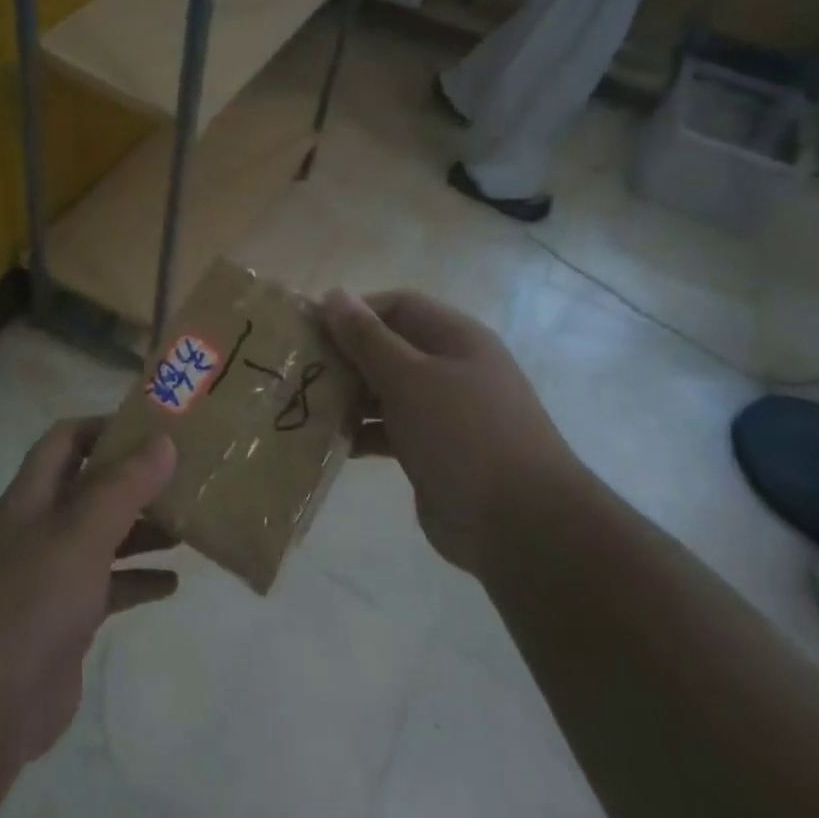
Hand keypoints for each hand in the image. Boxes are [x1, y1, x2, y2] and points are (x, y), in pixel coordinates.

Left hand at [0, 420, 178, 766]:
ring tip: (190, 525)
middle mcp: (40, 529)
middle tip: (187, 476)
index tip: (156, 428)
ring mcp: (51, 577)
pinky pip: (109, 588)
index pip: (66, 440)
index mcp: (33, 497)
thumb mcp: (80, 532)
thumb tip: (163, 440)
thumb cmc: (31, 600)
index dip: (105, 426)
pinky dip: (139, 580)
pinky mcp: (66, 621)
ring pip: (104, 538)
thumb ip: (123, 486)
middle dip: (135, 480)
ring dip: (143, 529)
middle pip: (91, 488)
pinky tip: (173, 584)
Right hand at [323, 289, 579, 576]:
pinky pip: (389, 429)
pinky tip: (332, 443)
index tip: (311, 330)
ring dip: (349, 396)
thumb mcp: (410, 378)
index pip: (397, 306)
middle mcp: (451, 368)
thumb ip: (367, 338)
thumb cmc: (462, 434)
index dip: (354, 312)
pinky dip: (362, 432)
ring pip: (386, 390)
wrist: (519, 523)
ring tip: (306, 406)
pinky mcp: (434, 450)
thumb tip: (333, 294)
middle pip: (389, 348)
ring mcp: (444, 412)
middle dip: (345, 357)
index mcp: (455, 338)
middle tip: (300, 371)